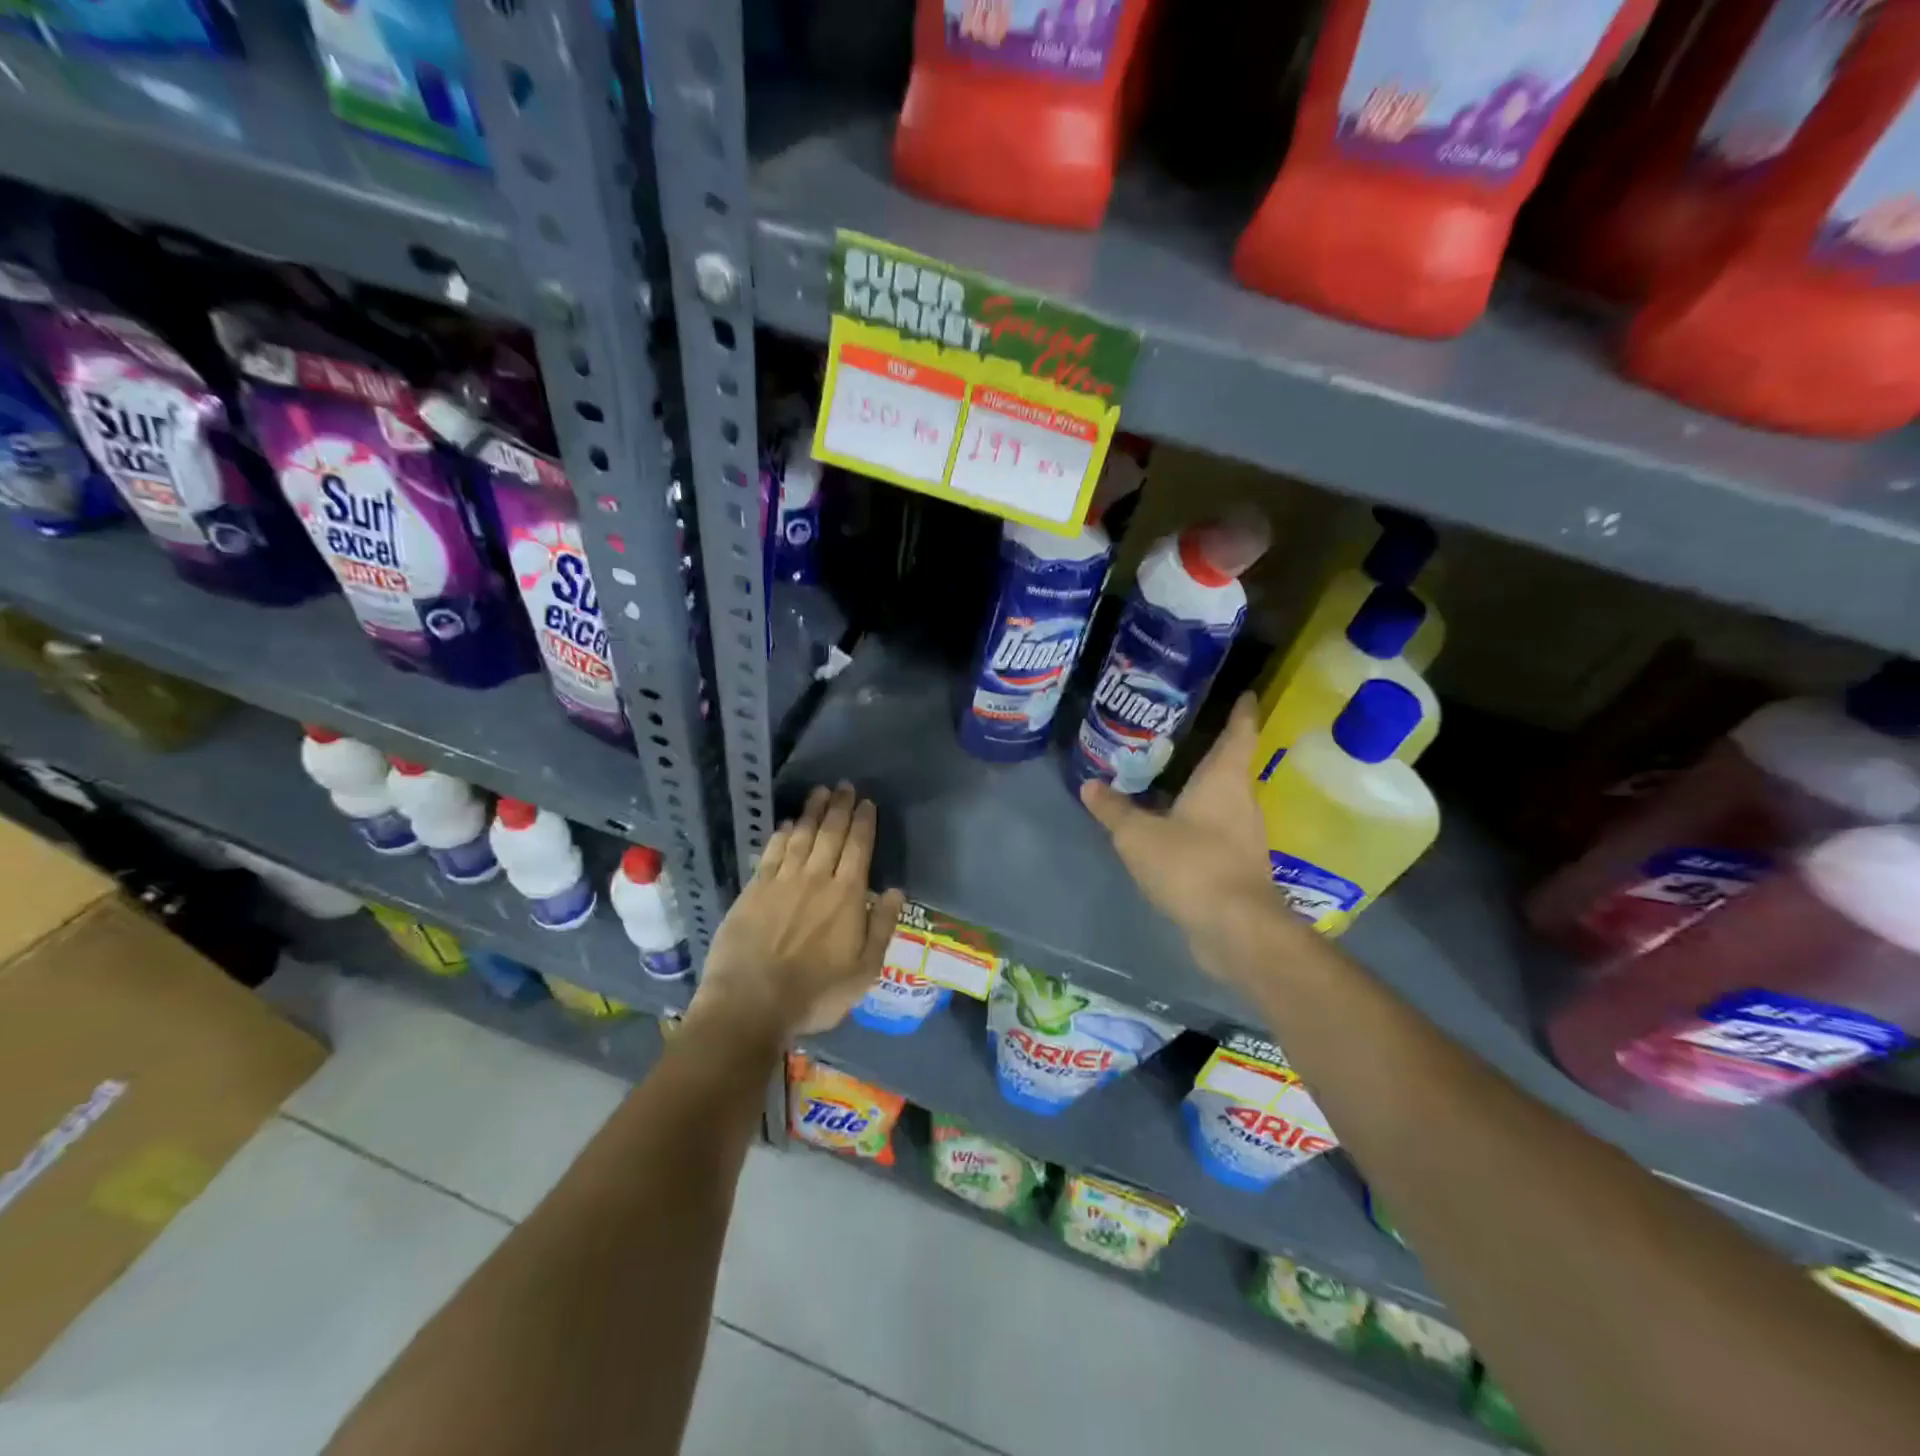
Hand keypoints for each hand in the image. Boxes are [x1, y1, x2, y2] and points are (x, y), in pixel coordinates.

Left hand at [693, 783, 905, 1038]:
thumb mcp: (864, 970)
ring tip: (820, 792)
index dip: (864, 823)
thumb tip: (894, 890)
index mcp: (846, 896)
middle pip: (830, 834)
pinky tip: (788, 824)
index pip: (859, 848)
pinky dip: (783, 834)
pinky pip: (772, 852)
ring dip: (813, 812)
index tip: (867, 802)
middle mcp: (816, 879)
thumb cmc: (815, 993)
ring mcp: (782, 881)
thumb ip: (881, 927)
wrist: (751, 1003)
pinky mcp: (754, 889)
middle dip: (840, 808)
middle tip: (844, 786)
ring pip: (801, 836)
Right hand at [1080, 694, 1298, 981]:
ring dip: (1202, 789)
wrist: (1235, 929)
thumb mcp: (1139, 835)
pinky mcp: (1238, 865)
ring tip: (1168, 778)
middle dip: (1210, 749)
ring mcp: (1244, 835)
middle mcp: (1241, 801)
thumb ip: (1114, 810)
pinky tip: (1172, 827)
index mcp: (1224, 779)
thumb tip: (1089, 785)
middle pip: (1230, 766)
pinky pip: (1216, 830)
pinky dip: (1198, 822)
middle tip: (1179, 734)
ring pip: (1223, 800)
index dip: (1242, 710)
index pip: (1239, 732)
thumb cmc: (1191, 864)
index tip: (1245, 692)